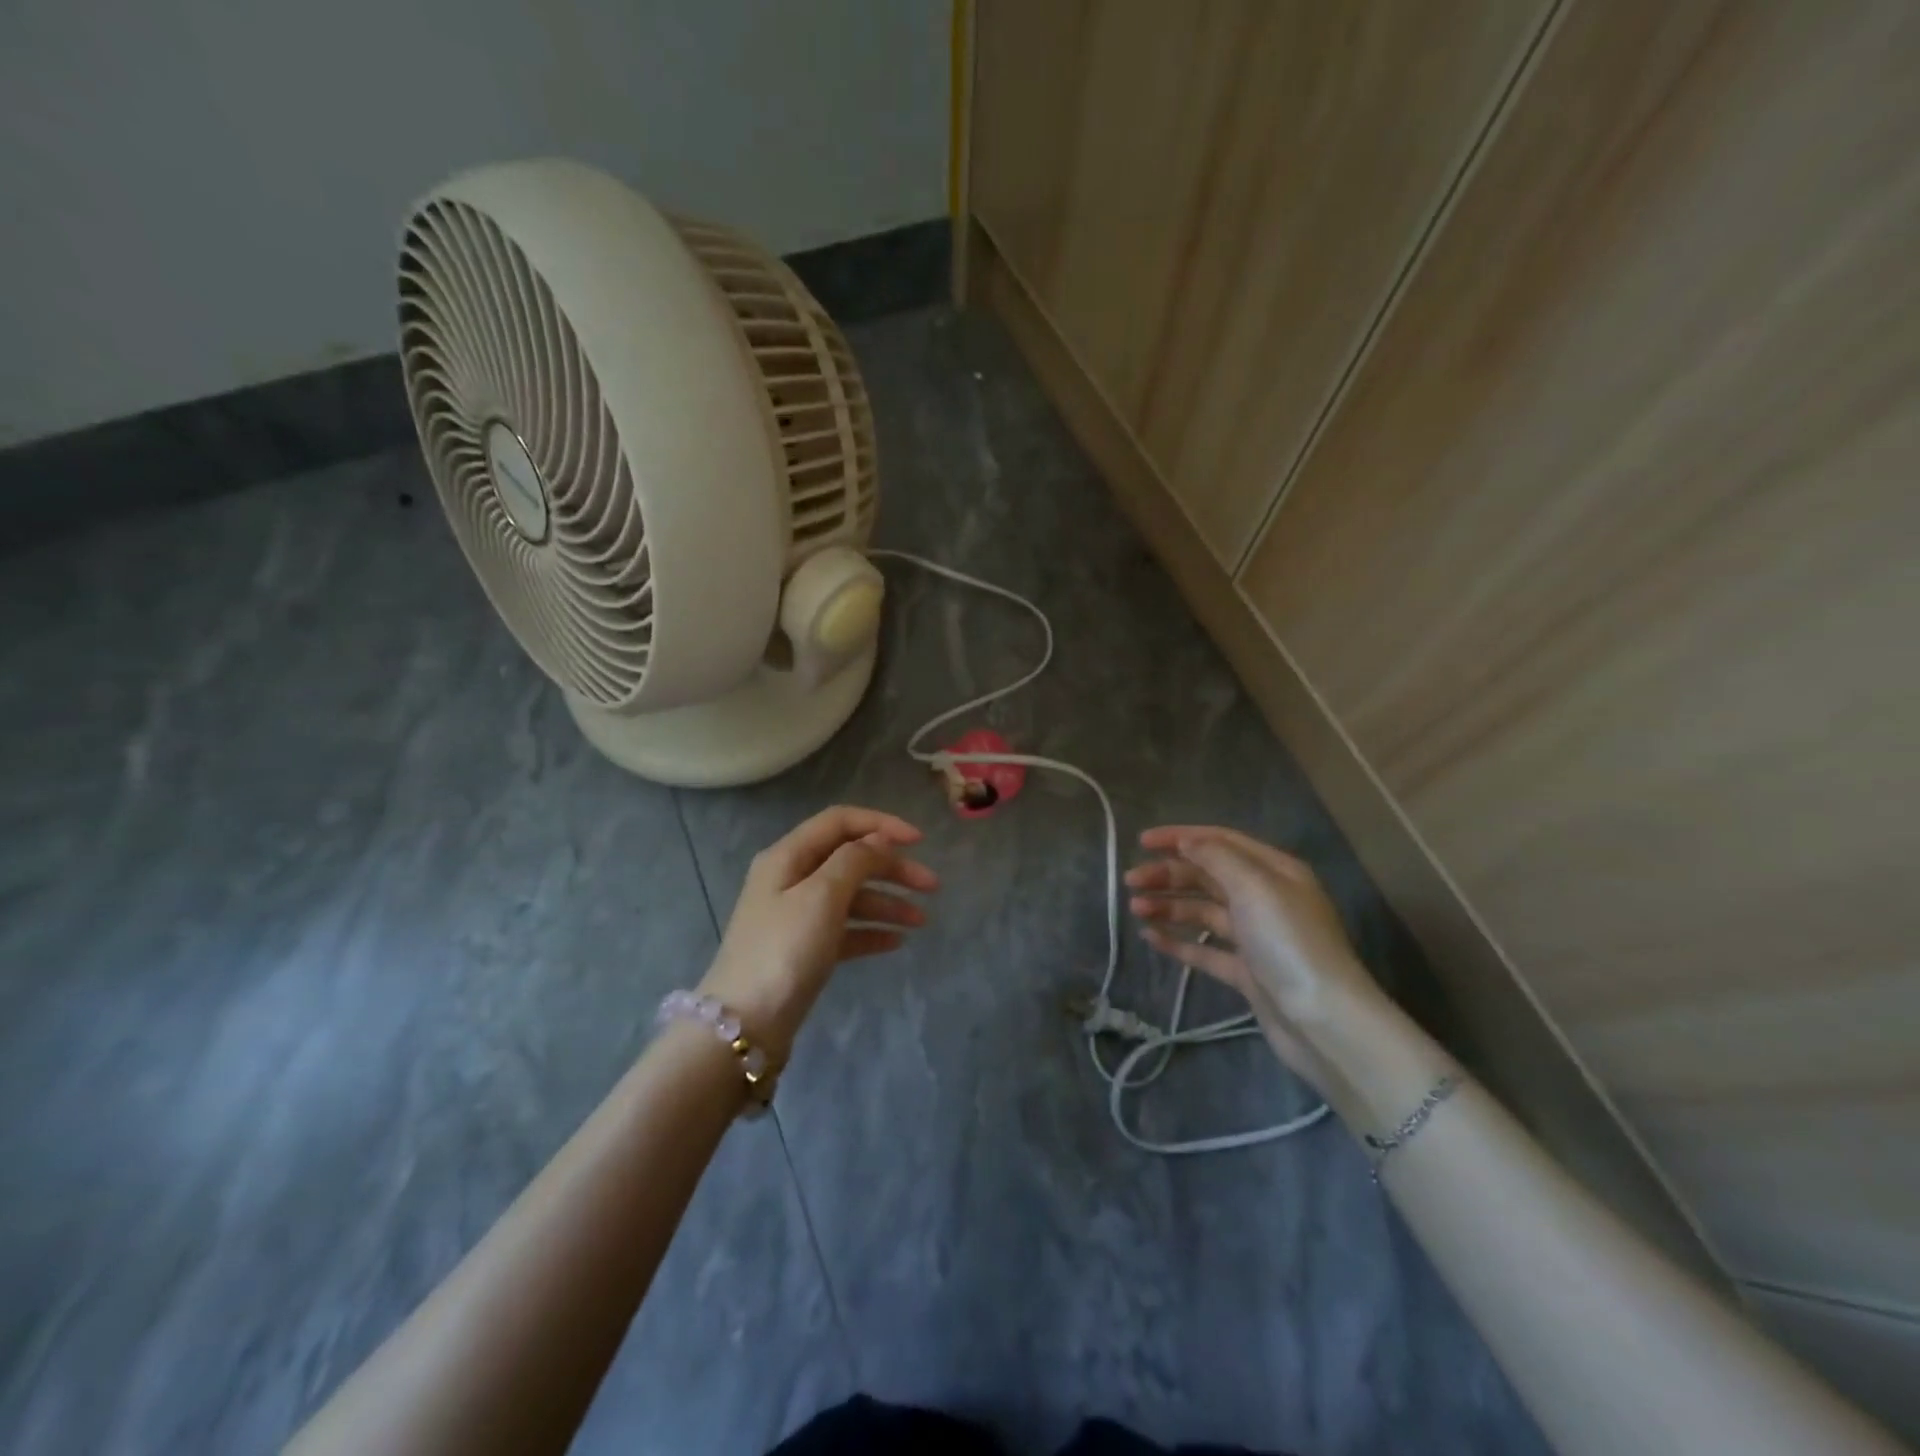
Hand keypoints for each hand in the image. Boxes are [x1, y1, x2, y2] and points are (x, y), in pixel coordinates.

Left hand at [699, 806, 938, 1061]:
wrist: (745, 1025)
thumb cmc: (784, 950)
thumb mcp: (822, 896)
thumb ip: (855, 860)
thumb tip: (879, 839)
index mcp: (788, 856)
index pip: (840, 822)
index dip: (881, 825)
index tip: (920, 842)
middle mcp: (791, 878)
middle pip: (850, 859)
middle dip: (892, 868)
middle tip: (932, 886)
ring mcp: (796, 916)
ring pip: (851, 896)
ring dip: (887, 902)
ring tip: (922, 922)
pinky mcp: (804, 949)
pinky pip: (845, 929)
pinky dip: (871, 931)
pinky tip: (897, 942)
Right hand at [1125, 825, 1387, 1085]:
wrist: (1323, 1021)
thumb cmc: (1289, 943)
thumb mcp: (1255, 887)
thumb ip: (1217, 858)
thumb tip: (1187, 842)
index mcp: (1274, 871)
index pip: (1220, 842)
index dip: (1180, 838)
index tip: (1141, 842)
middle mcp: (1265, 898)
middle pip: (1208, 876)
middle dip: (1168, 874)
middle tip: (1130, 881)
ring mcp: (1255, 937)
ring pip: (1202, 911)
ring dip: (1168, 905)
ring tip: (1135, 909)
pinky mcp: (1246, 972)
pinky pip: (1204, 949)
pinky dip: (1178, 941)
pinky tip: (1150, 937)